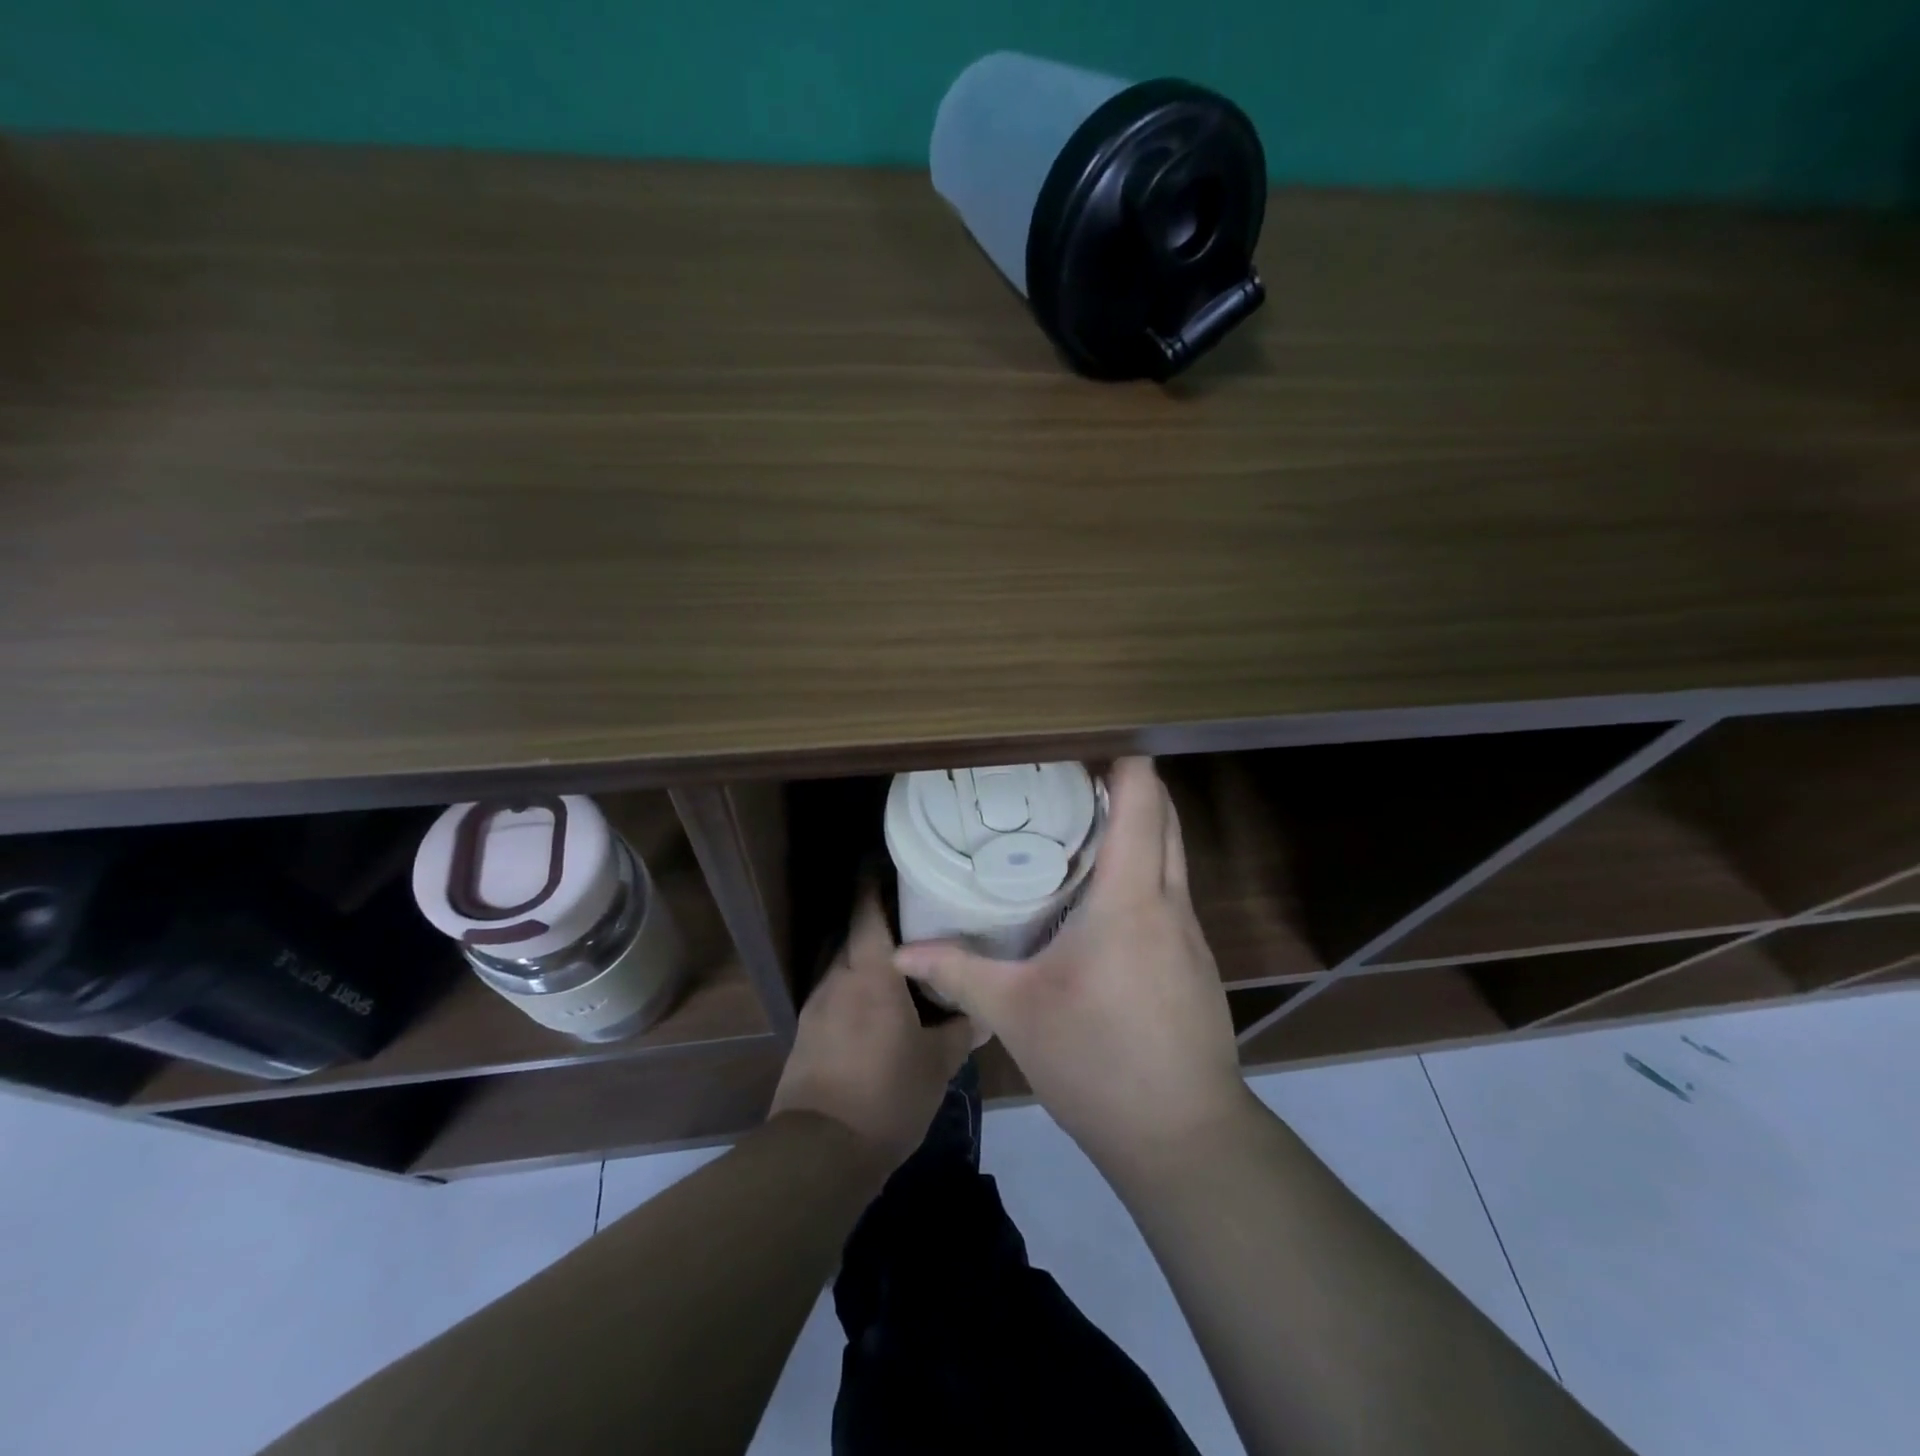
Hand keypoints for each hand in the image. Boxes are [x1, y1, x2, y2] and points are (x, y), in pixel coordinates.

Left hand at [770, 888, 975, 1166]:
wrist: (819, 1153)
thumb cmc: (886, 1095)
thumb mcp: (937, 1064)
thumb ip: (961, 1031)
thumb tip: (984, 1013)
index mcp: (870, 973)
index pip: (867, 910)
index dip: (875, 882)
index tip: (894, 864)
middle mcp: (837, 979)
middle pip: (855, 935)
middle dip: (879, 922)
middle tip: (917, 918)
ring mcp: (817, 1007)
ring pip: (844, 967)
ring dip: (868, 961)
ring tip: (903, 964)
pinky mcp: (808, 1035)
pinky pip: (836, 996)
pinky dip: (857, 991)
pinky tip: (879, 1009)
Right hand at [892, 757, 1247, 1170]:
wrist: (1185, 1138)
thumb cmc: (1098, 1062)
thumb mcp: (1017, 1014)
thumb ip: (958, 973)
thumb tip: (900, 953)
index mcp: (1131, 898)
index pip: (1143, 799)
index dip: (1121, 758)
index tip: (1080, 742)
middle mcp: (1170, 901)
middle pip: (1164, 815)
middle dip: (1126, 784)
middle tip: (1068, 778)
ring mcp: (1191, 932)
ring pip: (1172, 853)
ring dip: (1137, 828)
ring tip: (1078, 826)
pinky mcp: (1195, 961)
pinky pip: (1171, 891)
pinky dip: (1143, 870)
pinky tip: (1101, 898)